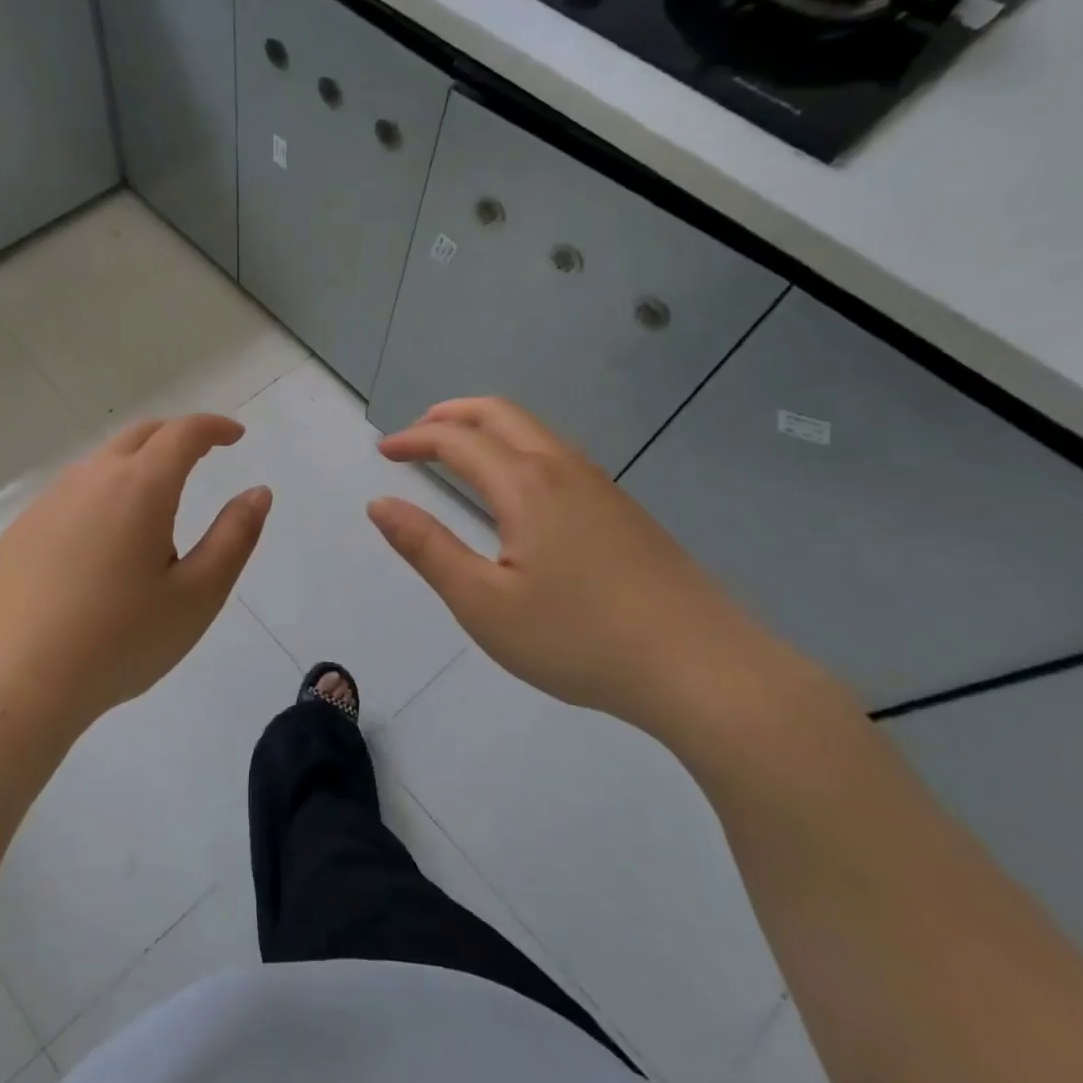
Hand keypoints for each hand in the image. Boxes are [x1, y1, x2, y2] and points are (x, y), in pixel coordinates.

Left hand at [0, 414, 270, 734]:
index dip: (213, 427)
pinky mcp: (22, 529)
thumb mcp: (197, 595)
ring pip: (102, 463)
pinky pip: (71, 495)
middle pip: (139, 435)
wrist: (19, 680)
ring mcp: (49, 502)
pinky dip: (101, 497)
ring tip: (154, 511)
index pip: (183, 433)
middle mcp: (90, 479)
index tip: (235, 436)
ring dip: (136, 467)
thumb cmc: (121, 640)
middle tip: (201, 455)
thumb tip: (257, 492)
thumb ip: (234, 537)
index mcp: (140, 487)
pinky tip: (102, 545)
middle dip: (175, 435)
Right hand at [368, 397, 791, 735]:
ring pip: (535, 432)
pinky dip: (518, 449)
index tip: (383, 451)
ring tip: (458, 453)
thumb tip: (380, 503)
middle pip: (501, 414)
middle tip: (417, 433)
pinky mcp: (624, 511)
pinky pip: (559, 455)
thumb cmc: (579, 638)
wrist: (702, 668)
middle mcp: (564, 469)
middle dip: (451, 415)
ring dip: (488, 428)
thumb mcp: (483, 603)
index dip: (415, 439)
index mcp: (526, 485)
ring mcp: (601, 487)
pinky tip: (517, 490)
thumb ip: (427, 548)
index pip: (457, 440)